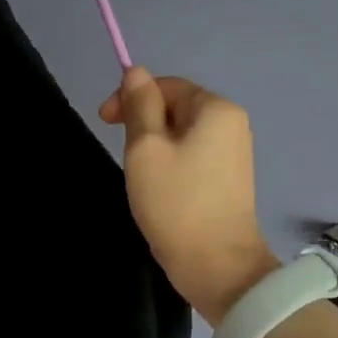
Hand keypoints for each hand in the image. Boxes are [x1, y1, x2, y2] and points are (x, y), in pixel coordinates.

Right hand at [100, 67, 279, 325]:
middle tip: (121, 153)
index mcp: (216, 109)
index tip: (103, 121)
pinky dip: (170, 164)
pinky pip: (193, 157)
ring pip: (181, 135)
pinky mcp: (228, 181)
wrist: (216, 265)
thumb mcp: (146, 148)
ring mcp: (234, 154)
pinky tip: (158, 188)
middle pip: (176, 108)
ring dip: (154, 146)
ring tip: (138, 175)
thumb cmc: (176, 202)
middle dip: (143, 123)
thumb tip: (136, 72)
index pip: (166, 85)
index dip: (131, 97)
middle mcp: (232, 124)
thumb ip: (139, 105)